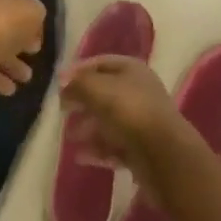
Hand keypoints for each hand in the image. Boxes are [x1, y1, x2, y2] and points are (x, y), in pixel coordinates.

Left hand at [0, 0, 45, 98]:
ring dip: (12, 64)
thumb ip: (37, 14)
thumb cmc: (4, 24)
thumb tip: (33, 26)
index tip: (41, 32)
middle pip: (6, 25)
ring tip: (27, 78)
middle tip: (34, 53)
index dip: (31, 13)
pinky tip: (11, 89)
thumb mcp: (33, 11)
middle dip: (21, 41)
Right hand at [60, 55, 194, 178]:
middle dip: (82, 102)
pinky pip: (114, 145)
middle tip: (62, 110)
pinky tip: (81, 157)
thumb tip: (64, 83)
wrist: (163, 154)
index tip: (58, 83)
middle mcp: (139, 92)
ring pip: (108, 121)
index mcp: (132, 70)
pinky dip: (98, 149)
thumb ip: (76, 83)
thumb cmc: (127, 111)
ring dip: (87, 128)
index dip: (78, 70)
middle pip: (104, 93)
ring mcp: (142, 121)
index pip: (100, 63)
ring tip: (70, 137)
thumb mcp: (95, 88)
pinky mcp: (142, 148)